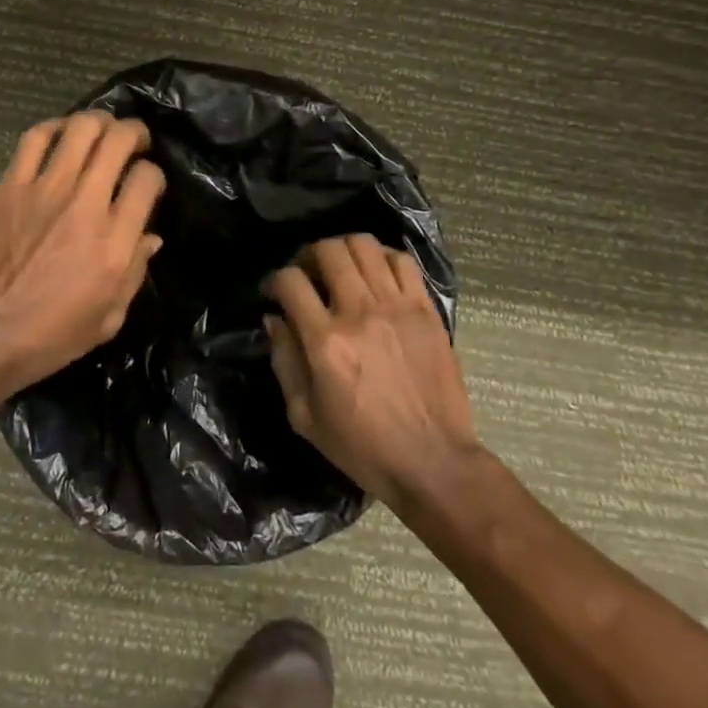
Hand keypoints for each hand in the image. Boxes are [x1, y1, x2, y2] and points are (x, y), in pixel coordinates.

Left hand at [0, 112, 165, 402]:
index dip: (154, 175)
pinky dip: (54, 127)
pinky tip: (61, 135)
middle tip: (134, 141)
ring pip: (80, 129)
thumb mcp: (109, 317)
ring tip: (101, 131)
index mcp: (114, 241)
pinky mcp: (10, 186)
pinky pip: (35, 138)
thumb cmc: (52, 336)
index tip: (147, 184)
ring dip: (98, 122)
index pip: (147, 179)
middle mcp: (85, 205)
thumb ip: (135, 270)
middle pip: (118, 141)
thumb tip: (150, 236)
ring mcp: (45, 190)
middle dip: (134, 133)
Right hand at [264, 234, 482, 511]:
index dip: (275, 280)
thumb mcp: (304, 416)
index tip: (274, 293)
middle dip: (309, 255)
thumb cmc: (362, 447)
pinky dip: (382, 258)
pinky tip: (375, 275)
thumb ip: (284, 361)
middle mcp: (359, 312)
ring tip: (341, 269)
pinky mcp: (426, 310)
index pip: (291, 281)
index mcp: (326, 341)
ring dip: (344, 251)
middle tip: (308, 274)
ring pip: (365, 246)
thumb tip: (274, 319)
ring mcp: (397, 307)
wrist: (433, 462)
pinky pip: (402, 262)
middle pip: (328, 250)